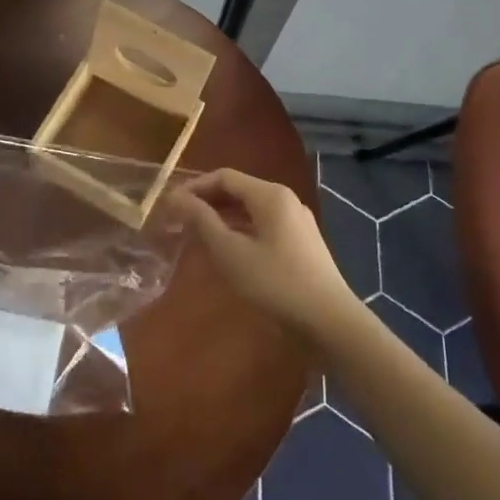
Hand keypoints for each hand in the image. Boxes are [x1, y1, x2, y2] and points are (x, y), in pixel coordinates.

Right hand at [171, 169, 360, 341]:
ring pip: (251, 210)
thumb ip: (202, 221)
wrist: (329, 322)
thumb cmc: (275, 283)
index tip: (169, 205)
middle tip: (179, 221)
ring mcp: (297, 222)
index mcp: (270, 194)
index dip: (194, 187)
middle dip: (207, 203)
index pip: (224, 177)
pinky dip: (241, 231)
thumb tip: (176, 198)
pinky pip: (264, 226)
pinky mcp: (302, 243)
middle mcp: (286, 200)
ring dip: (223, 218)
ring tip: (197, 236)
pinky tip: (227, 252)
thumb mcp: (230, 252)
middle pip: (239, 191)